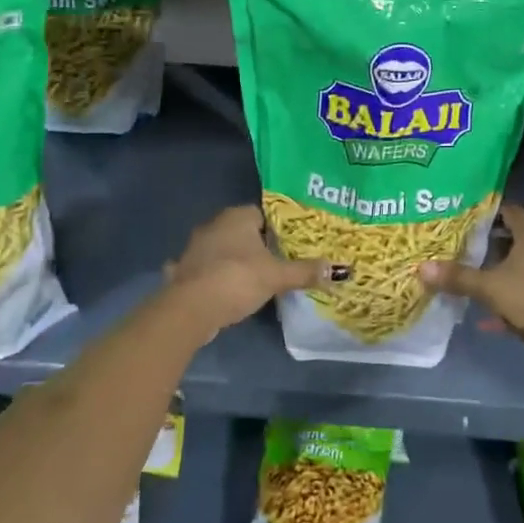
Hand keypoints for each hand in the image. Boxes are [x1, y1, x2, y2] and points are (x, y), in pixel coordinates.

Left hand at [160, 205, 329, 339]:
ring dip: (233, 260)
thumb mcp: (277, 276)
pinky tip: (221, 290)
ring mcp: (195, 248)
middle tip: (278, 261)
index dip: (278, 228)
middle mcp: (213, 225)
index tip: (291, 244)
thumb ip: (305, 272)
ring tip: (254, 277)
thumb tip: (339, 270)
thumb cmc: (237, 279)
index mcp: (237, 217)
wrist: (190, 309)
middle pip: (242, 231)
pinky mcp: (184, 271)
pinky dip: (213, 277)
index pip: (262, 213)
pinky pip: (205, 269)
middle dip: (257, 244)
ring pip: (221, 249)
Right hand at [420, 203, 523, 382]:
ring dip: (496, 270)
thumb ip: (457, 277)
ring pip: (518, 266)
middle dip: (487, 241)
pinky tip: (484, 314)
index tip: (461, 216)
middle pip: (513, 237)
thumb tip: (421, 267)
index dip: (487, 212)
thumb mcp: (489, 287)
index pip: (509, 211)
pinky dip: (505, 297)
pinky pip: (523, 291)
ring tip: (467, 273)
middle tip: (457, 244)